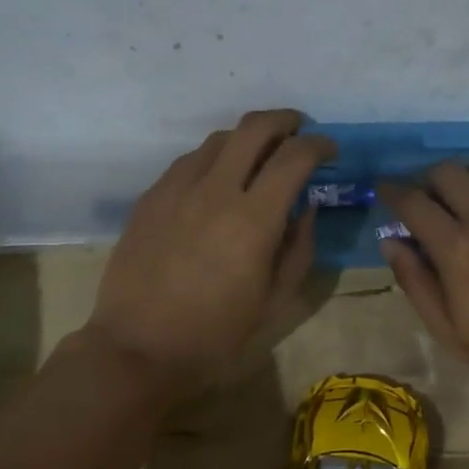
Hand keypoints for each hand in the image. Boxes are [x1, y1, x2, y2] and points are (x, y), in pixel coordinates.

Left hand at [85, 111, 333, 389]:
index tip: (329, 150)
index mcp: (254, 219)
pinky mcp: (151, 198)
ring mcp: (177, 189)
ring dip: (247, 138)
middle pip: (254, 128)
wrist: (138, 348)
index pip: (294, 157)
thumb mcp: (274, 300)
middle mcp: (216, 190)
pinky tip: (216, 180)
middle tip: (298, 130)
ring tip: (258, 156)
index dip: (319, 145)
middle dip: (285, 120)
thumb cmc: (216, 334)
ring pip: (218, 139)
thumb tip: (306, 209)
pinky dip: (213, 159)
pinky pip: (188, 161)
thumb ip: (298, 248)